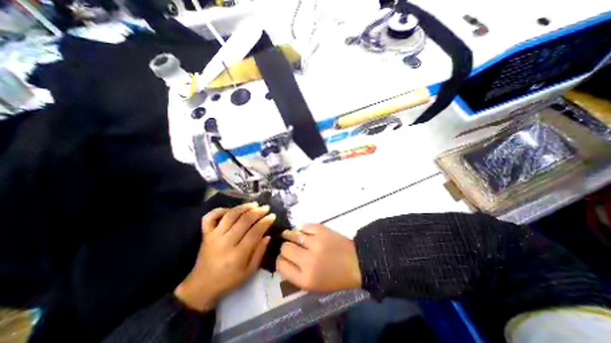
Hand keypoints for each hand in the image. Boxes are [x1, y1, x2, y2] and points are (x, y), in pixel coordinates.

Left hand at [174, 202, 274, 311]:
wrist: (201, 287)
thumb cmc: (228, 280)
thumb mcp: (249, 272)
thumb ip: (259, 253)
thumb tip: (268, 236)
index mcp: (237, 255)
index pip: (254, 233)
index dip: (265, 222)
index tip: (272, 216)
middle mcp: (224, 243)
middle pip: (243, 221)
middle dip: (257, 212)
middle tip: (266, 208)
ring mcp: (213, 236)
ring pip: (230, 215)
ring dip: (243, 207)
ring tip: (254, 204)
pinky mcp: (205, 234)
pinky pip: (210, 217)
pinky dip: (220, 210)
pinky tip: (231, 209)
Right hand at [274, 224, 358, 290]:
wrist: (356, 263)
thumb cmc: (335, 277)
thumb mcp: (314, 285)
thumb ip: (296, 274)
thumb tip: (283, 260)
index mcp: (305, 279)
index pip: (281, 265)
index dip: (280, 260)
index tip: (282, 257)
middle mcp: (308, 261)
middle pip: (285, 249)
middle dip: (284, 247)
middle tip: (288, 246)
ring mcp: (315, 243)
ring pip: (292, 235)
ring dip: (288, 235)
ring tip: (287, 234)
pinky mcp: (321, 230)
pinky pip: (304, 226)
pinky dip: (301, 228)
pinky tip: (300, 230)